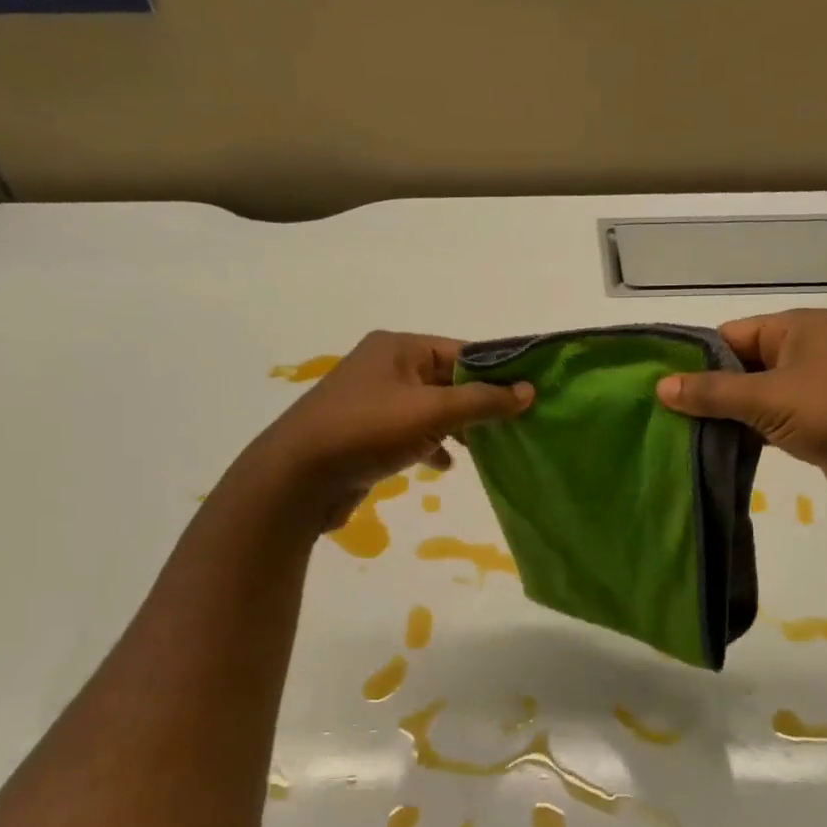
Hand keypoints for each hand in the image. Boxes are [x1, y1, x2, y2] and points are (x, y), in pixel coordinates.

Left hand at [239, 331, 532, 533]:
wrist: (297, 479)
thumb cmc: (367, 431)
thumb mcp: (432, 412)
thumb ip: (483, 401)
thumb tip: (528, 390)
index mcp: (399, 348)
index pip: (462, 351)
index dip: (498, 372)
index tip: (530, 394)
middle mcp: (385, 367)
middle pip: (447, 379)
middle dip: (479, 402)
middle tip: (516, 424)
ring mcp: (373, 400)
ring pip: (430, 408)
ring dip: (457, 426)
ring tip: (488, 448)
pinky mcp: (365, 433)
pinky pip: (410, 432)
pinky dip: (431, 444)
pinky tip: (445, 465)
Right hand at [656, 308, 826, 517]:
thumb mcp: (768, 397)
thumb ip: (713, 392)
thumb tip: (660, 387)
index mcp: (796, 328)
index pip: (730, 335)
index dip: (694, 359)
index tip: (658, 387)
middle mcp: (805, 352)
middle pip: (741, 365)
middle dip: (707, 391)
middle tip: (662, 417)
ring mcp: (815, 390)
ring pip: (755, 397)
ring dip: (727, 416)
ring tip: (680, 436)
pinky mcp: (821, 424)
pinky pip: (773, 423)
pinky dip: (749, 434)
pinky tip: (717, 451)